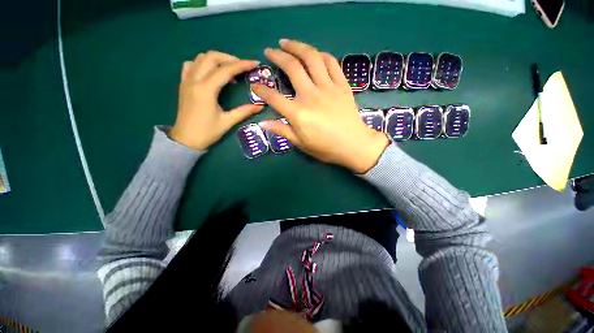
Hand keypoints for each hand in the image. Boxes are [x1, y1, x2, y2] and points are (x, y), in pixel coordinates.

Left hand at [170, 51, 262, 150]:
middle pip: (211, 57)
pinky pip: (191, 65)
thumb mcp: (228, 122)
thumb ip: (244, 111)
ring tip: (229, 71)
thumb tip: (260, 106)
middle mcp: (194, 80)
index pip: (225, 70)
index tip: (254, 64)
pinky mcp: (183, 83)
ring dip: (217, 60)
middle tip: (243, 67)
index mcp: (206, 90)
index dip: (242, 65)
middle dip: (230, 58)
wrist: (186, 139)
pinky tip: (212, 73)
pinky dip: (203, 64)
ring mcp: (187, 80)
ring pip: (201, 58)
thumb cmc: (207, 132)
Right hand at [254, 39, 389, 173]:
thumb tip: (263, 123)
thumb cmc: (325, 148)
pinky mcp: (342, 85)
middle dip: (277, 56)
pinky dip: (320, 55)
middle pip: (291, 67)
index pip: (274, 98)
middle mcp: (311, 96)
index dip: (261, 90)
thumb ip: (282, 130)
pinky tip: (314, 54)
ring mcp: (328, 88)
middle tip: (270, 51)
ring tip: (287, 43)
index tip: (255, 85)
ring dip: (297, 46)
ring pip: (311, 58)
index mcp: (298, 113)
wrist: (354, 145)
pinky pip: (331, 63)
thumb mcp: (301, 143)